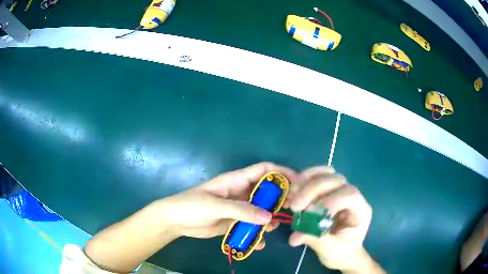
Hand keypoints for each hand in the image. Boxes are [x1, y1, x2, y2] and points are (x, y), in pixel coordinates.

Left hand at [154, 162, 297, 247]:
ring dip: (270, 217)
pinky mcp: (235, 222)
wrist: (176, 221)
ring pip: (261, 210)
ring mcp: (239, 208)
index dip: (281, 172)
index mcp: (237, 180)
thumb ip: (242, 211)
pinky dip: (258, 233)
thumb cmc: (192, 205)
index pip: (264, 170)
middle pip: (267, 191)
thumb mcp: (216, 206)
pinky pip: (251, 225)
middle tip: (293, 209)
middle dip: (281, 198)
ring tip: (277, 227)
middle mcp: (241, 193)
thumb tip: (269, 218)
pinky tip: (260, 243)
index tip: (298, 183)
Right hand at [287, 166, 374, 272]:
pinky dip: (305, 179)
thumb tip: (295, 236)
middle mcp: (352, 196)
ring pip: (326, 174)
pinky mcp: (328, 191)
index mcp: (361, 210)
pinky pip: (318, 177)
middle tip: (295, 207)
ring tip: (292, 197)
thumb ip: (316, 240)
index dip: (330, 201)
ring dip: (307, 182)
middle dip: (313, 191)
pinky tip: (294, 189)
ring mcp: (340, 191)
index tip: (310, 215)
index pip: (350, 195)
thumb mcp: (331, 251)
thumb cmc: (342, 253)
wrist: (343, 253)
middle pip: (336, 180)